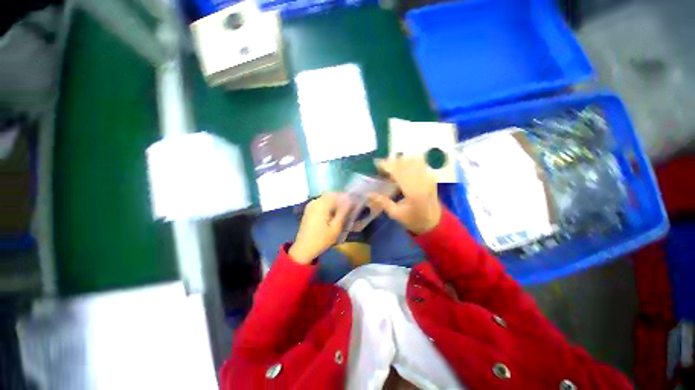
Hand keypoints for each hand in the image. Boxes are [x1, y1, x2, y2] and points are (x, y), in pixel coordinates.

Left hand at [289, 194, 349, 264]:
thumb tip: (350, 200)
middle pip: (332, 195)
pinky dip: (329, 205)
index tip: (355, 203)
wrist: (304, 248)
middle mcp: (315, 201)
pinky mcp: (310, 209)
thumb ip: (343, 212)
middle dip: (342, 199)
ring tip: (344, 211)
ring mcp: (311, 204)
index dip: (347, 197)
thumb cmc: (321, 239)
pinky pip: (322, 202)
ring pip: (327, 198)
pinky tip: (334, 213)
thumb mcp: (336, 227)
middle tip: (350, 207)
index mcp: (321, 205)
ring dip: (336, 202)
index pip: (337, 195)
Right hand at [368, 157, 441, 234]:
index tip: (377, 164)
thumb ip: (382, 202)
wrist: (434, 223)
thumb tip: (368, 193)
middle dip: (392, 161)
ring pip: (413, 161)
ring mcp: (428, 178)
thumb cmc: (413, 220)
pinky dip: (410, 163)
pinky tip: (403, 168)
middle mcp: (422, 182)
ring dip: (401, 161)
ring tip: (392, 167)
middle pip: (406, 163)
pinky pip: (420, 164)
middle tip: (383, 166)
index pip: (398, 172)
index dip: (387, 165)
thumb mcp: (395, 214)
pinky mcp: (431, 178)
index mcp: (413, 192)